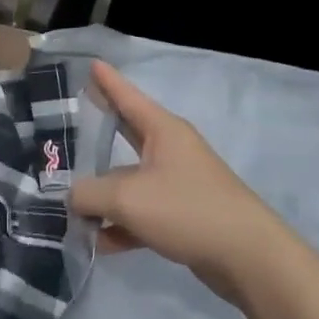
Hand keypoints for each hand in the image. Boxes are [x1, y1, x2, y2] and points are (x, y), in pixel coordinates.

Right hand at [69, 61, 285, 300]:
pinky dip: (123, 224)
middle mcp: (171, 150)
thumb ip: (90, 194)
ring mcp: (179, 183)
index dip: (108, 81)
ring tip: (71, 206)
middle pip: (128, 134)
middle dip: (101, 132)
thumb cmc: (186, 209)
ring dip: (105, 195)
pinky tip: (100, 242)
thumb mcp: (127, 198)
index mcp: (163, 130)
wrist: (247, 256)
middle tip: (73, 121)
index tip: (92, 63)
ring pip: (132, 181)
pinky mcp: (184, 216)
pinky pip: (144, 212)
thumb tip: (73, 197)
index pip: (128, 96)